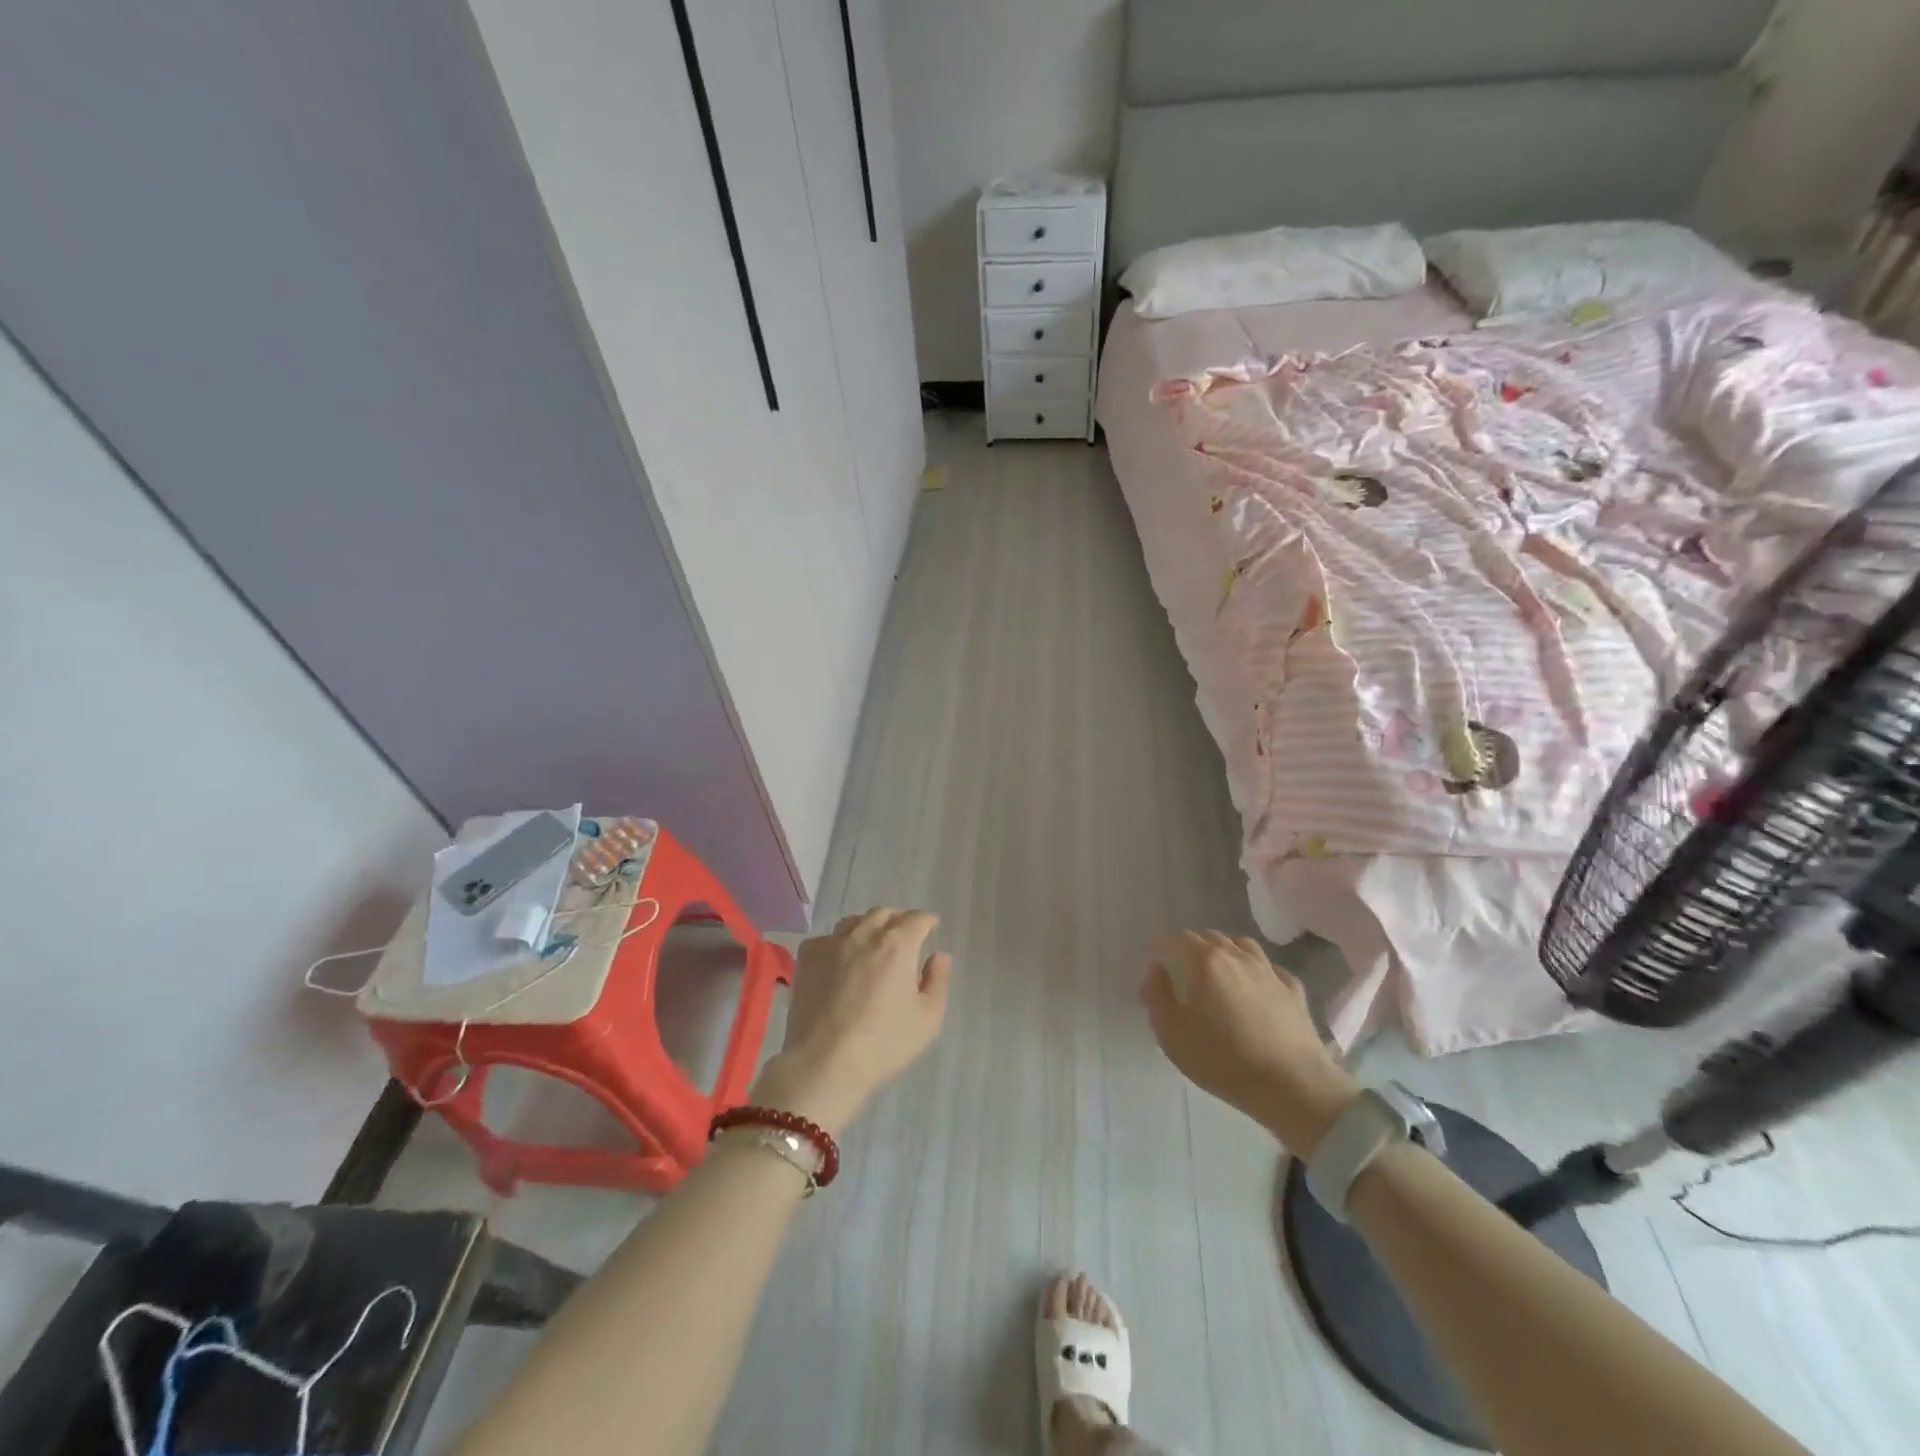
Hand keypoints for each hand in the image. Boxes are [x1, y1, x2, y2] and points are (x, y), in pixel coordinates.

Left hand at [751, 909, 951, 1134]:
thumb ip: (937, 981)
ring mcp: (832, 944)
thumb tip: (939, 956)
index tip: (931, 927)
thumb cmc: (883, 1044)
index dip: (927, 921)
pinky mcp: (807, 958)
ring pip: (854, 922)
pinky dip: (838, 943)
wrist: (823, 1064)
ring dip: (868, 927)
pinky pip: (827, 939)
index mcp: (898, 945)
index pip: (917, 919)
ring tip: (872, 945)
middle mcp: (864, 934)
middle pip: (884, 914)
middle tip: (904, 936)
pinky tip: (839, 961)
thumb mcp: (927, 1020)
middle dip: (898, 921)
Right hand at [1142, 930, 1359, 1155]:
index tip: (1154, 957)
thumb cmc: (1223, 1059)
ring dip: (1227, 950)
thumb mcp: (1172, 1033)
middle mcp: (1238, 957)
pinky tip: (1256, 985)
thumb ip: (1156, 995)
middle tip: (1183, 965)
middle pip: (1212, 937)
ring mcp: (1270, 972)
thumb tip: (1156, 969)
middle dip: (1193, 945)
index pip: (1179, 939)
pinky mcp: (1294, 992)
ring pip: (1244, 945)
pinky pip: (1272, 969)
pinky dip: (1258, 970)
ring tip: (1219, 968)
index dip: (1162, 945)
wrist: (1292, 1086)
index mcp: (1206, 961)